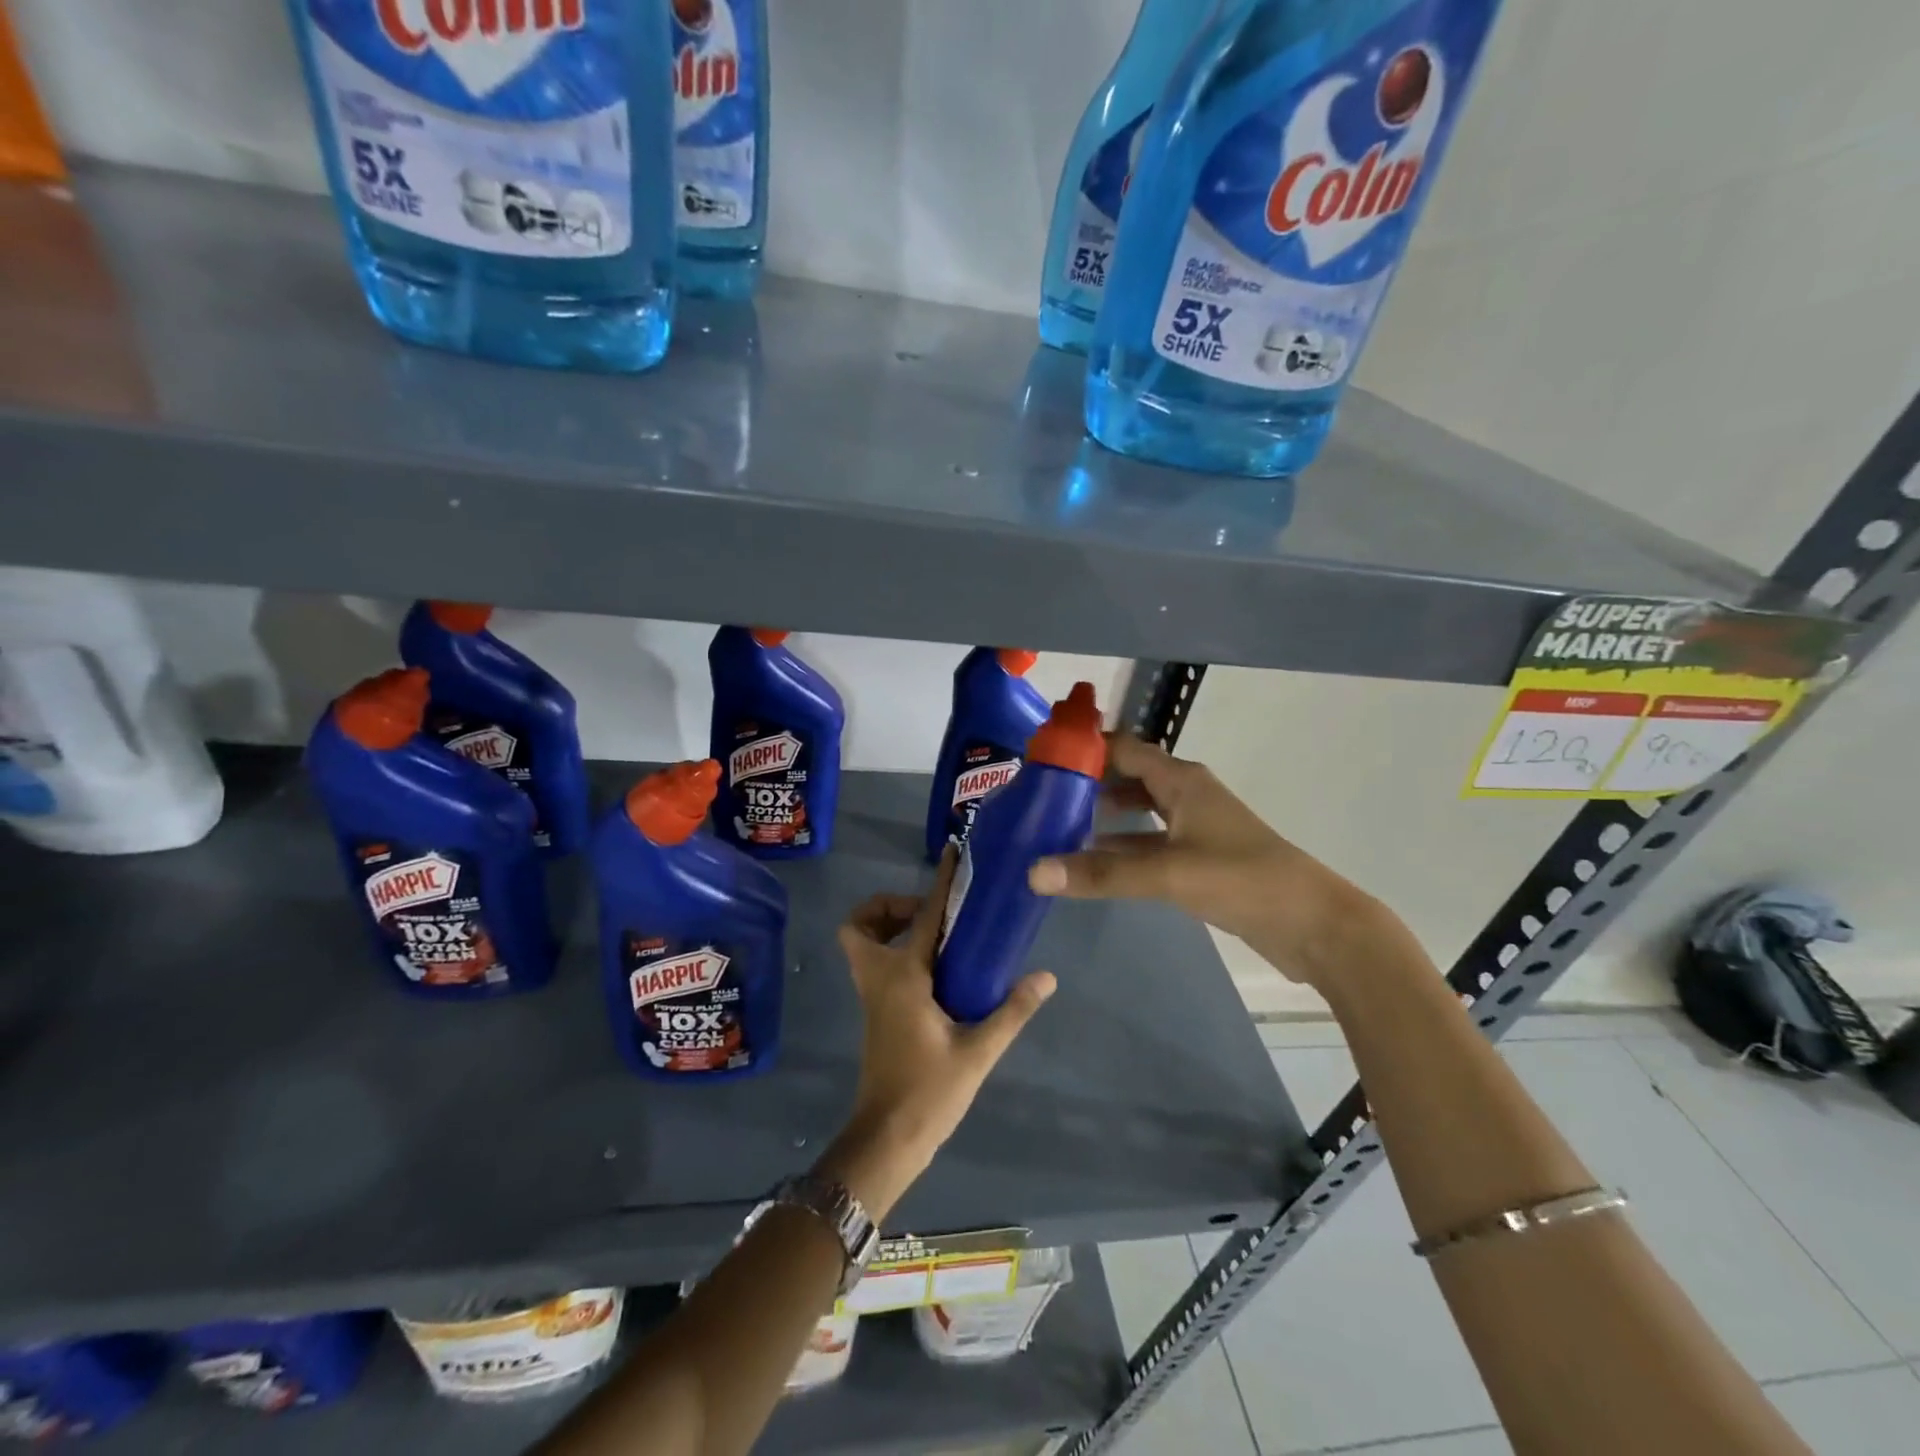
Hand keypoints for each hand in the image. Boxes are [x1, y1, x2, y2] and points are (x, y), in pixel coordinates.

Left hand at [819, 852, 1056, 1220]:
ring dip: (887, 928)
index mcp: (903, 977)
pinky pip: (875, 964)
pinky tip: (935, 971)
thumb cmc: (929, 1092)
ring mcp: (872, 997)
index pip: (924, 916)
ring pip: (862, 945)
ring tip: (935, 935)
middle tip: (931, 913)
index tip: (951, 853)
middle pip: (860, 925)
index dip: (940, 881)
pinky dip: (894, 951)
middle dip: (887, 907)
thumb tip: (1045, 975)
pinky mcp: (876, 1012)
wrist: (887, 1139)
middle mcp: (880, 978)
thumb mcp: (978, 1052)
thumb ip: (1012, 1010)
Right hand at [1026, 733, 1380, 987]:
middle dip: (1087, 782)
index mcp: (1182, 780)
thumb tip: (1033, 872)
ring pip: (1137, 812)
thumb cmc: (1242, 879)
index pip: (1125, 748)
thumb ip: (1102, 873)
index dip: (1086, 747)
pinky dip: (1120, 847)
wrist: (1313, 925)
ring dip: (1102, 816)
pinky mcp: (1197, 860)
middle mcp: (1186, 795)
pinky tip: (1091, 863)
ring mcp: (1193, 828)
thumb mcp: (1167, 873)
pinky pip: (1148, 843)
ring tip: (1055, 826)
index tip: (1041, 755)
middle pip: (1128, 777)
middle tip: (1039, 794)